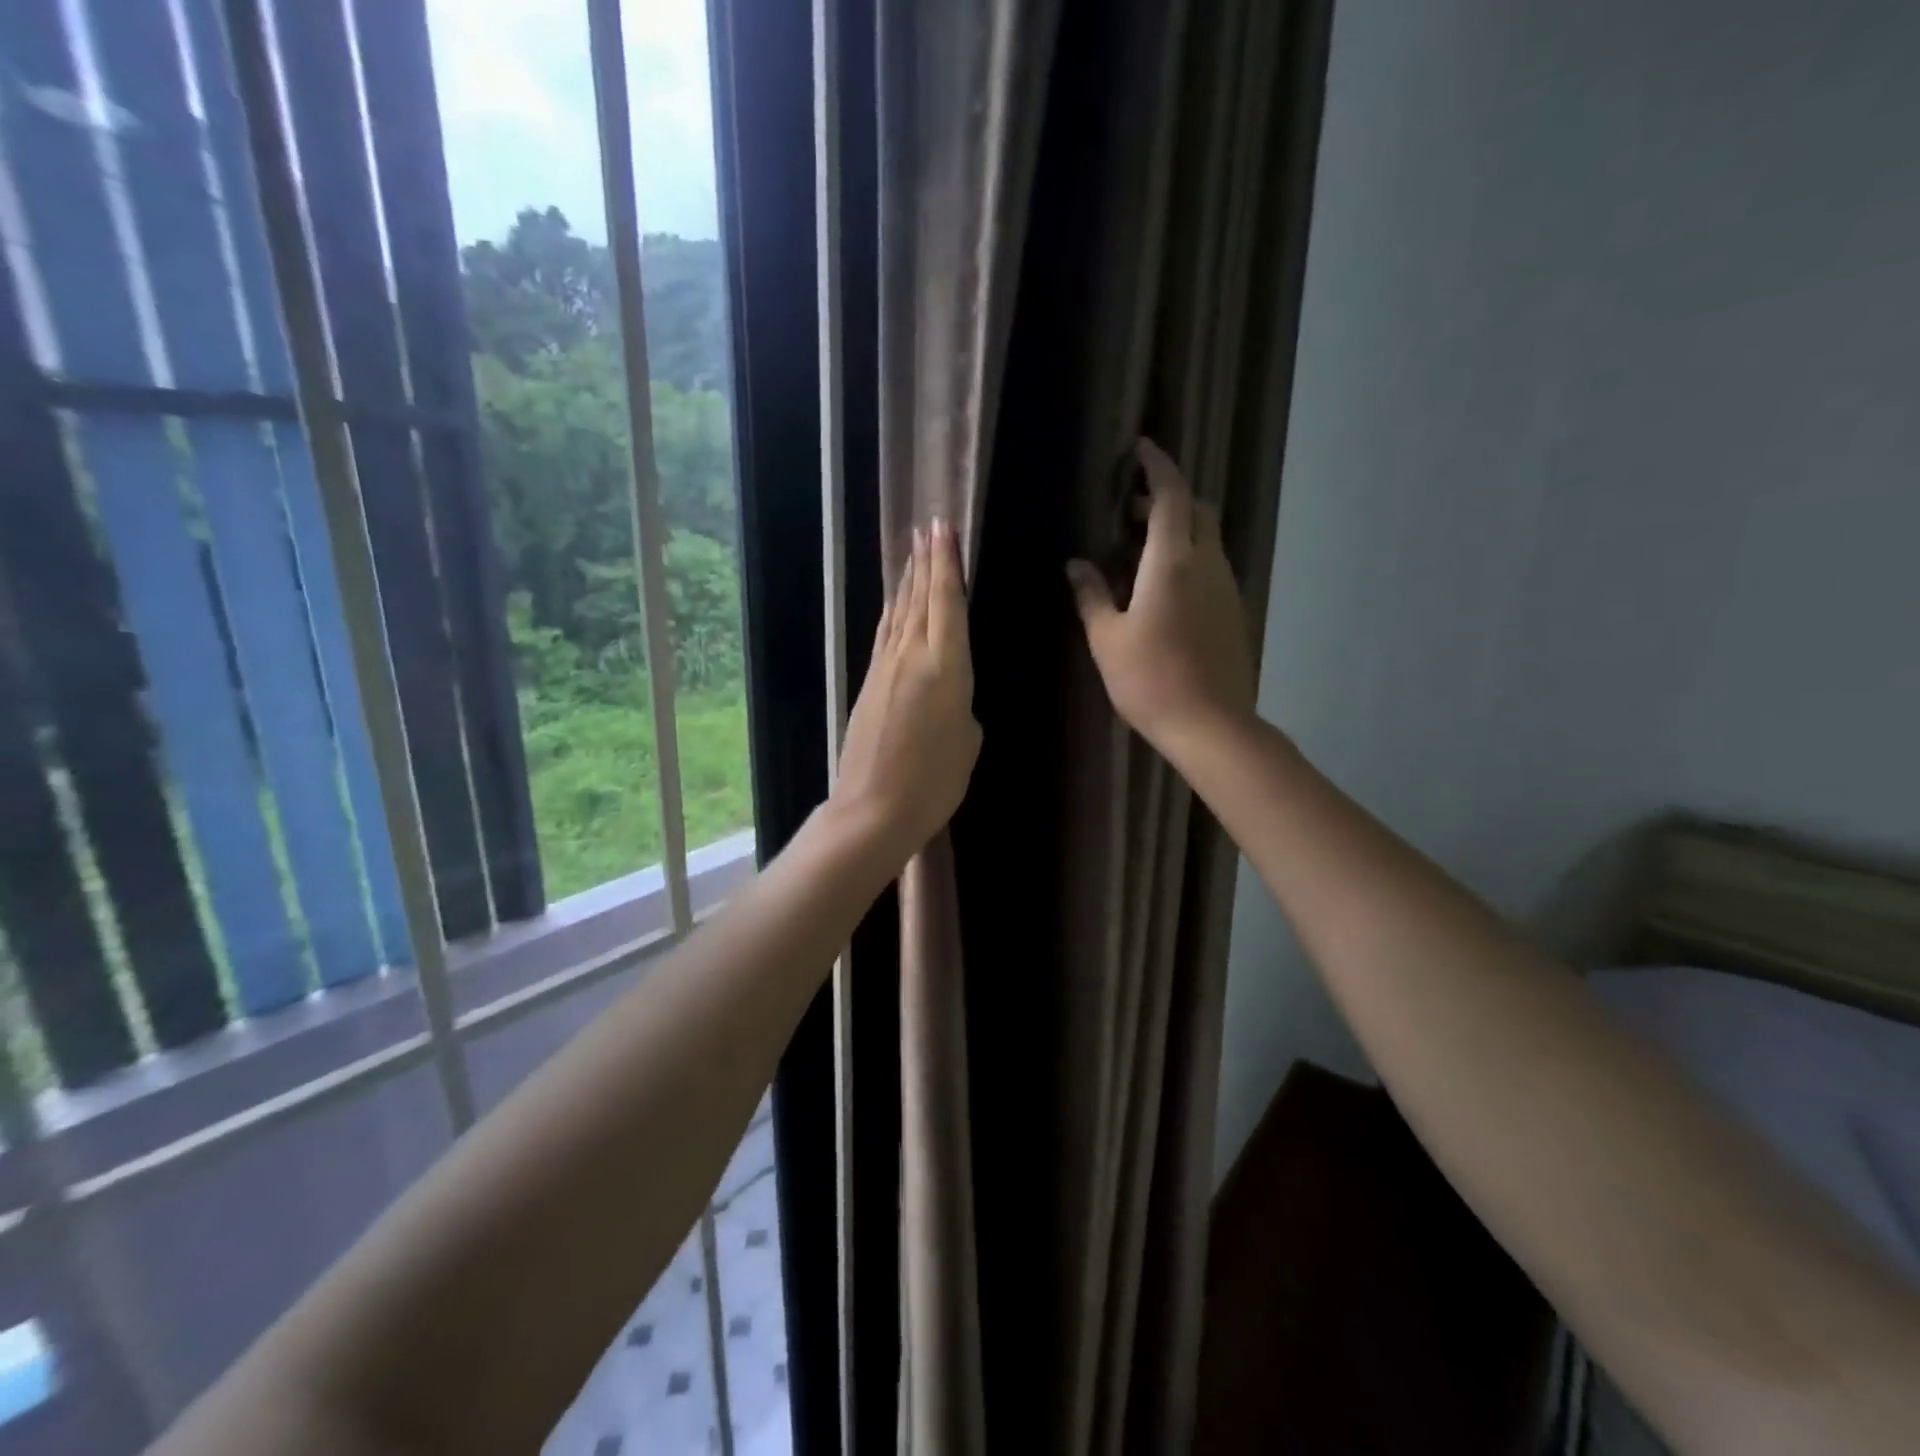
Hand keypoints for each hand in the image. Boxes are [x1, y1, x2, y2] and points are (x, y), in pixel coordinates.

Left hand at [832, 518, 981, 859]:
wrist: (873, 809)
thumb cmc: (934, 782)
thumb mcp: (967, 742)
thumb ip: (962, 705)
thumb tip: (949, 695)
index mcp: (946, 667)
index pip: (947, 602)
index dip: (946, 564)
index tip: (944, 529)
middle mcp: (912, 656)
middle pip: (919, 598)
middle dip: (926, 561)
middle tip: (929, 525)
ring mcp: (885, 667)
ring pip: (899, 612)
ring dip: (907, 580)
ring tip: (913, 550)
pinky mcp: (869, 683)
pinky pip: (885, 634)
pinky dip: (893, 611)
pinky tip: (895, 603)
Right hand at [1067, 437, 1255, 753]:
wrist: (1210, 724)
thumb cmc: (1149, 680)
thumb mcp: (1107, 639)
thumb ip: (1091, 595)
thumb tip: (1076, 564)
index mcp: (1173, 562)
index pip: (1171, 495)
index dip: (1157, 466)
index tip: (1141, 449)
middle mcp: (1207, 564)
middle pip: (1196, 510)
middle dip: (1167, 497)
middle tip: (1131, 508)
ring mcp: (1227, 587)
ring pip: (1207, 538)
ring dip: (1178, 529)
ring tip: (1140, 549)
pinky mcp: (1234, 611)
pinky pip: (1211, 566)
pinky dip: (1189, 557)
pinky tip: (1163, 587)